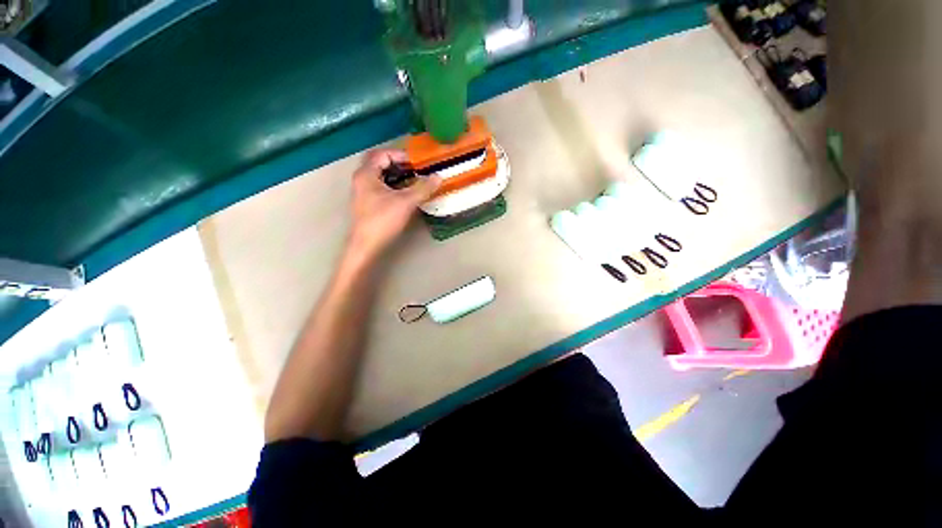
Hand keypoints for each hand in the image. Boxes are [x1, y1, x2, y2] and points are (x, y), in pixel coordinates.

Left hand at [348, 149, 439, 257]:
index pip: (384, 153)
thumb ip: (423, 187)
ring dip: (397, 174)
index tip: (419, 163)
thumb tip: (438, 176)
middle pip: (381, 162)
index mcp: (366, 173)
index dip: (403, 155)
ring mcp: (361, 190)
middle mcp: (361, 178)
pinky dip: (392, 183)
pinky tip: (405, 192)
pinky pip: (379, 184)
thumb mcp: (406, 202)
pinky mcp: (365, 201)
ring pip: (380, 174)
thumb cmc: (382, 221)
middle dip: (399, 163)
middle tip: (416, 168)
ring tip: (414, 179)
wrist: (365, 247)